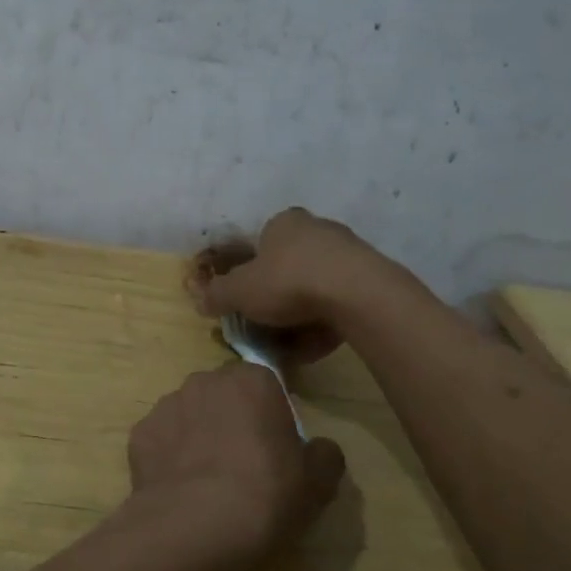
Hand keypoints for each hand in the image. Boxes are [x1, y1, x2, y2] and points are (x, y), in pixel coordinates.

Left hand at [125, 363, 345, 570]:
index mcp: (252, 381)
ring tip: (208, 483)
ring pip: (190, 415)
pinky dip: (170, 458)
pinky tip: (180, 491)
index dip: (272, 416)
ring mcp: (166, 405)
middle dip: (233, 420)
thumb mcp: (316, 485)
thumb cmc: (263, 497)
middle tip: (245, 466)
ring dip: (199, 437)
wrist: (189, 529)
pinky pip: (162, 441)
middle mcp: (205, 381)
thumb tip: (320, 449)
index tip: (277, 450)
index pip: (267, 385)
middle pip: (225, 396)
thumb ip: (324, 456)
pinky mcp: (139, 434)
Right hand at [188, 208, 386, 361]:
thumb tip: (200, 299)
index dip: (248, 274)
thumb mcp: (240, 291)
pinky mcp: (370, 279)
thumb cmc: (288, 281)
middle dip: (275, 298)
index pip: (259, 244)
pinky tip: (314, 348)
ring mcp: (347, 253)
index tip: (244, 301)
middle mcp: (316, 230)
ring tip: (289, 346)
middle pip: (288, 267)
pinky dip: (324, 324)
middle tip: (264, 326)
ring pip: (314, 288)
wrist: (357, 294)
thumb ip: (217, 295)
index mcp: (283, 223)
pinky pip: (338, 304)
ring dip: (300, 316)